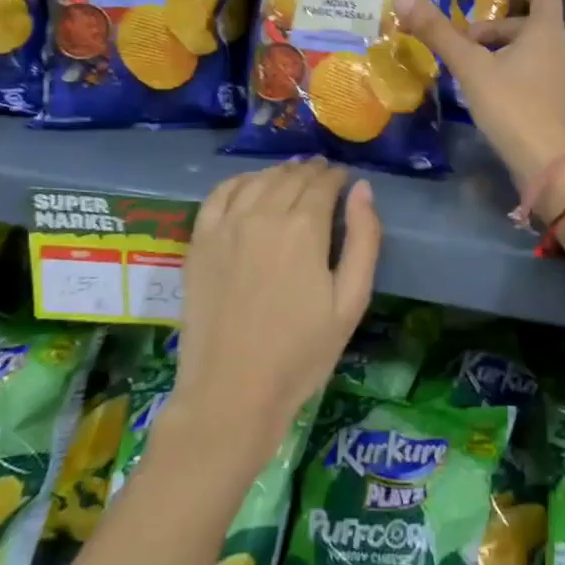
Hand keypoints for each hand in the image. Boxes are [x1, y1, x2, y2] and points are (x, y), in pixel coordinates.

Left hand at [168, 160, 379, 464]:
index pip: (324, 183)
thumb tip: (362, 189)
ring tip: (293, 178)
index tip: (345, 179)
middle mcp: (263, 215)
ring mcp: (226, 226)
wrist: (232, 393)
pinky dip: (240, 181)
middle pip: (292, 176)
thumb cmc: (301, 354)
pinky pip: (220, 194)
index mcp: (304, 228)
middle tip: (323, 176)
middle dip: (312, 171)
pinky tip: (250, 185)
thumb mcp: (351, 302)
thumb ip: (364, 239)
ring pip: (259, 179)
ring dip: (280, 172)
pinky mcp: (199, 242)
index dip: (337, 176)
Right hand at [397, 0, 564, 210]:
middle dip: (495, 28)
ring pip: (533, 53)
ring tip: (469, 70)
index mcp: (548, 33)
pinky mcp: (563, 106)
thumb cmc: (513, 108)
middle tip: (462, 42)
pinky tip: (489, 96)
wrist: (553, 168)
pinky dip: (513, 73)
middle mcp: (563, 50)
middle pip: (531, 25)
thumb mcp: (470, 68)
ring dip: (502, 52)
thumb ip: (438, 33)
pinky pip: (537, 76)